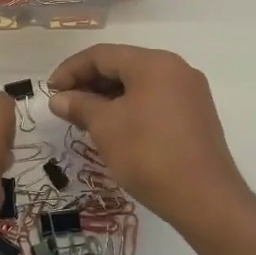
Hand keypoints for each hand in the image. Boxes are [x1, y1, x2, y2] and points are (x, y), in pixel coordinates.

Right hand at [48, 44, 252, 234]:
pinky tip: (114, 128)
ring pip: (139, 84)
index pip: (102, 55)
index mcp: (154, 63)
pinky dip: (130, 108)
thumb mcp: (106, 127)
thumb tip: (59, 99)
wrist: (205, 199)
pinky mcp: (196, 115)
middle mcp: (176, 69)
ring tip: (84, 119)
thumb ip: (80, 106)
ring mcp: (190, 92)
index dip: (71, 70)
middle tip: (65, 105)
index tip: (50, 91)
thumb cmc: (149, 154)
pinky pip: (155, 100)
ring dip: (108, 97)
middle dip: (89, 83)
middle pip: (123, 66)